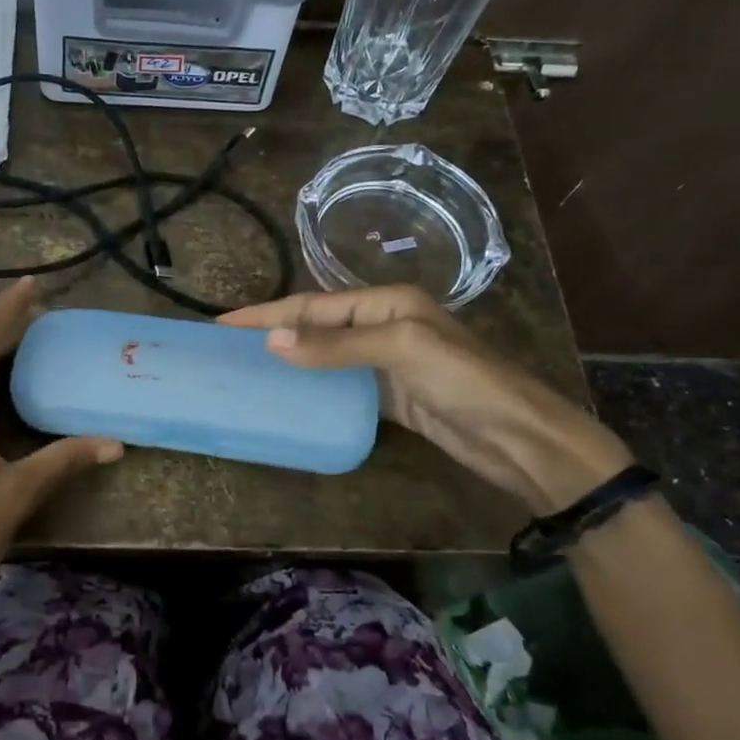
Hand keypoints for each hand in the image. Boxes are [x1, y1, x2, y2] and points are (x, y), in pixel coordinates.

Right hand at [219, 286, 631, 512]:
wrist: (517, 437)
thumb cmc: (464, 381)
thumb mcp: (401, 350)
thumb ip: (336, 345)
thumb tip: (272, 341)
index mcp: (386, 302)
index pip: (313, 305)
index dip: (267, 313)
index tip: (222, 324)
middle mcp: (383, 325)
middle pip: (315, 327)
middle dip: (273, 333)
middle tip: (226, 349)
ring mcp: (386, 364)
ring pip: (325, 358)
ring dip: (289, 361)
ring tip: (247, 372)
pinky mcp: (389, 398)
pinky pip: (340, 387)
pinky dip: (312, 389)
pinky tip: (288, 398)